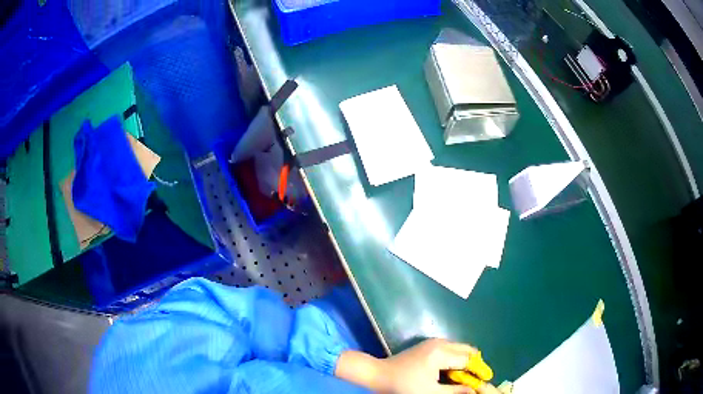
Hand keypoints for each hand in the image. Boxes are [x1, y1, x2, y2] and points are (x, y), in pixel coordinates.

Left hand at [381, 338, 478, 393]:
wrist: (378, 374)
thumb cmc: (403, 386)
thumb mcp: (431, 393)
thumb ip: (455, 392)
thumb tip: (474, 390)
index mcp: (441, 353)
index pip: (468, 361)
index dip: (478, 371)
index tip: (485, 380)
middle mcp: (440, 343)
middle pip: (466, 350)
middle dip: (474, 364)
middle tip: (477, 378)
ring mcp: (433, 342)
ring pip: (459, 349)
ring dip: (465, 361)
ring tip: (466, 377)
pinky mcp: (428, 345)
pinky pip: (450, 350)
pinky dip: (455, 359)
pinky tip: (453, 371)